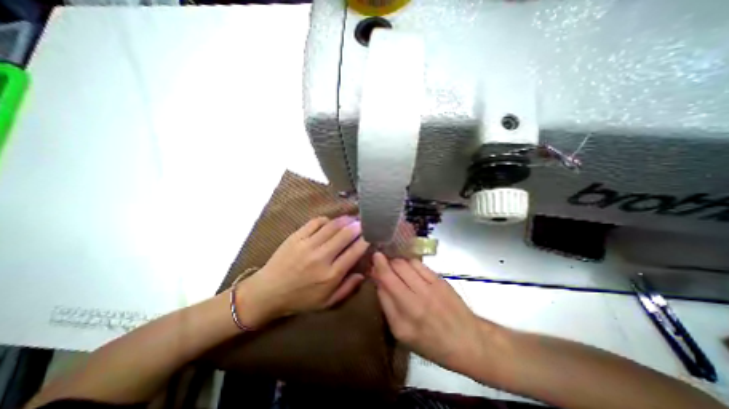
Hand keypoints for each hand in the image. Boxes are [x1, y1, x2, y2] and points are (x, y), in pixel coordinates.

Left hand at [235, 218, 367, 324]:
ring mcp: (308, 245)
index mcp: (331, 275)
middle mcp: (321, 257)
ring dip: (344, 220)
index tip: (370, 236)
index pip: (354, 252)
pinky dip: (326, 220)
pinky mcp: (296, 237)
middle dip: (357, 226)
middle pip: (345, 235)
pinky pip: (315, 222)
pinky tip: (330, 222)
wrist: (267, 292)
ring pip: (332, 226)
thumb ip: (347, 288)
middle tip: (363, 223)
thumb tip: (363, 274)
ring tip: (351, 218)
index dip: (365, 241)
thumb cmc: (300, 299)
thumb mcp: (327, 302)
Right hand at [372, 252, 492, 372]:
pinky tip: (409, 268)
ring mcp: (431, 286)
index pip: (386, 282)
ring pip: (406, 263)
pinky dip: (409, 262)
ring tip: (395, 267)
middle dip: (385, 262)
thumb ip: (388, 306)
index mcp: (406, 316)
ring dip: (397, 262)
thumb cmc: (432, 342)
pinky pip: (419, 264)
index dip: (378, 267)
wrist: (468, 340)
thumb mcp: (403, 333)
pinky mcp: (440, 279)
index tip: (373, 260)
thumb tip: (379, 282)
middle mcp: (417, 298)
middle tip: (382, 263)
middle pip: (395, 268)